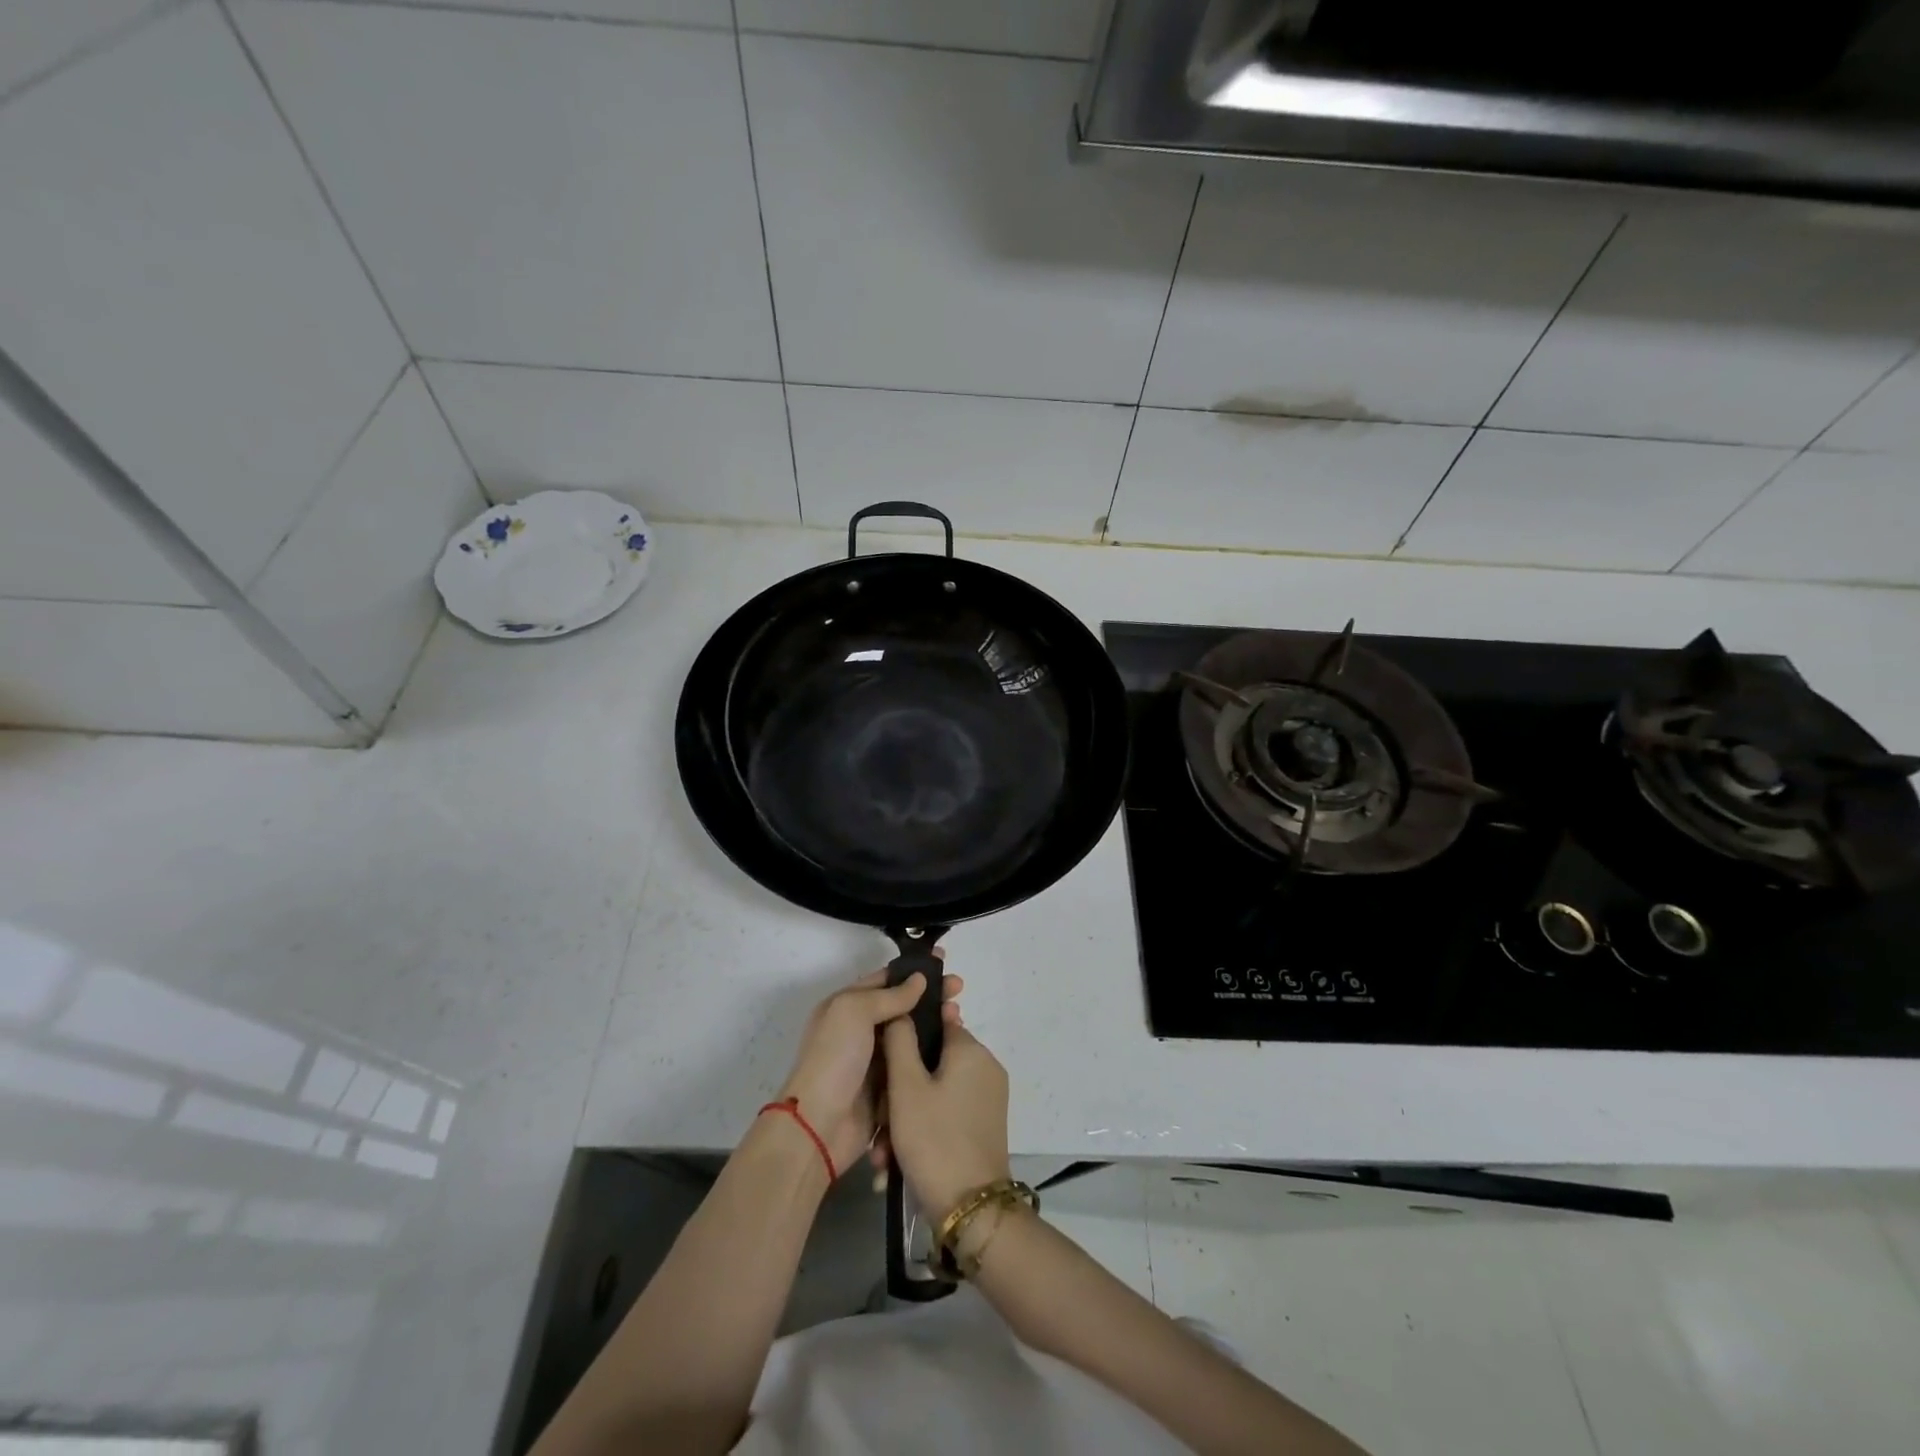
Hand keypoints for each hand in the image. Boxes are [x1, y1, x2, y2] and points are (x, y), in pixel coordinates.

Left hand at [777, 964, 962, 1177]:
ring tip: (960, 1017)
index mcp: (847, 1006)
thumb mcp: (854, 1012)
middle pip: (902, 1006)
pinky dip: (932, 1056)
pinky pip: (915, 1065)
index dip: (913, 971)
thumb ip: (889, 995)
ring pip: (912, 1036)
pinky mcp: (889, 1089)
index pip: (885, 980)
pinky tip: (954, 1048)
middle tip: (959, 989)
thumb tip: (919, 979)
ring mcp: (876, 1061)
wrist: (819, 1126)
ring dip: (935, 1024)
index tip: (944, 963)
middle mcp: (861, 1030)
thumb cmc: (834, 1058)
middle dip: (930, 996)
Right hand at [881, 1014, 1010, 1221]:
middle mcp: (985, 1067)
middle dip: (900, 1089)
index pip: (935, 1022)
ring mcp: (988, 1098)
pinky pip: (947, 1113)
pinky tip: (896, 1162)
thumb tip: (903, 1010)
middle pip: (932, 1062)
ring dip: (906, 1116)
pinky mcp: (985, 1125)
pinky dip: (923, 1129)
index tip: (882, 1064)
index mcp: (971, 1049)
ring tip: (884, 1152)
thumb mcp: (906, 1087)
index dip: (905, 1039)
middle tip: (879, 1120)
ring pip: (935, 1092)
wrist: (971, 1208)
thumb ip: (900, 1041)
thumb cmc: (934, 1139)